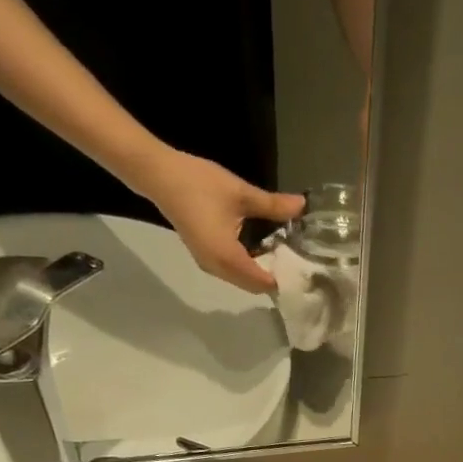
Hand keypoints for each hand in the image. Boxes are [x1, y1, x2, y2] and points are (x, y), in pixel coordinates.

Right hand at [125, 144, 303, 293]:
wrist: (158, 175)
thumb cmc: (198, 183)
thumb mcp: (241, 193)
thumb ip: (273, 205)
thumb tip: (302, 206)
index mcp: (228, 258)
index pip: (264, 282)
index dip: (285, 278)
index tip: (304, 267)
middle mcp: (218, 270)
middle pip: (255, 286)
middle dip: (275, 276)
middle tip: (297, 259)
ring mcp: (209, 265)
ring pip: (243, 280)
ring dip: (261, 271)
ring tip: (282, 252)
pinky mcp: (205, 257)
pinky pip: (233, 271)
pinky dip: (249, 265)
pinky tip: (261, 246)